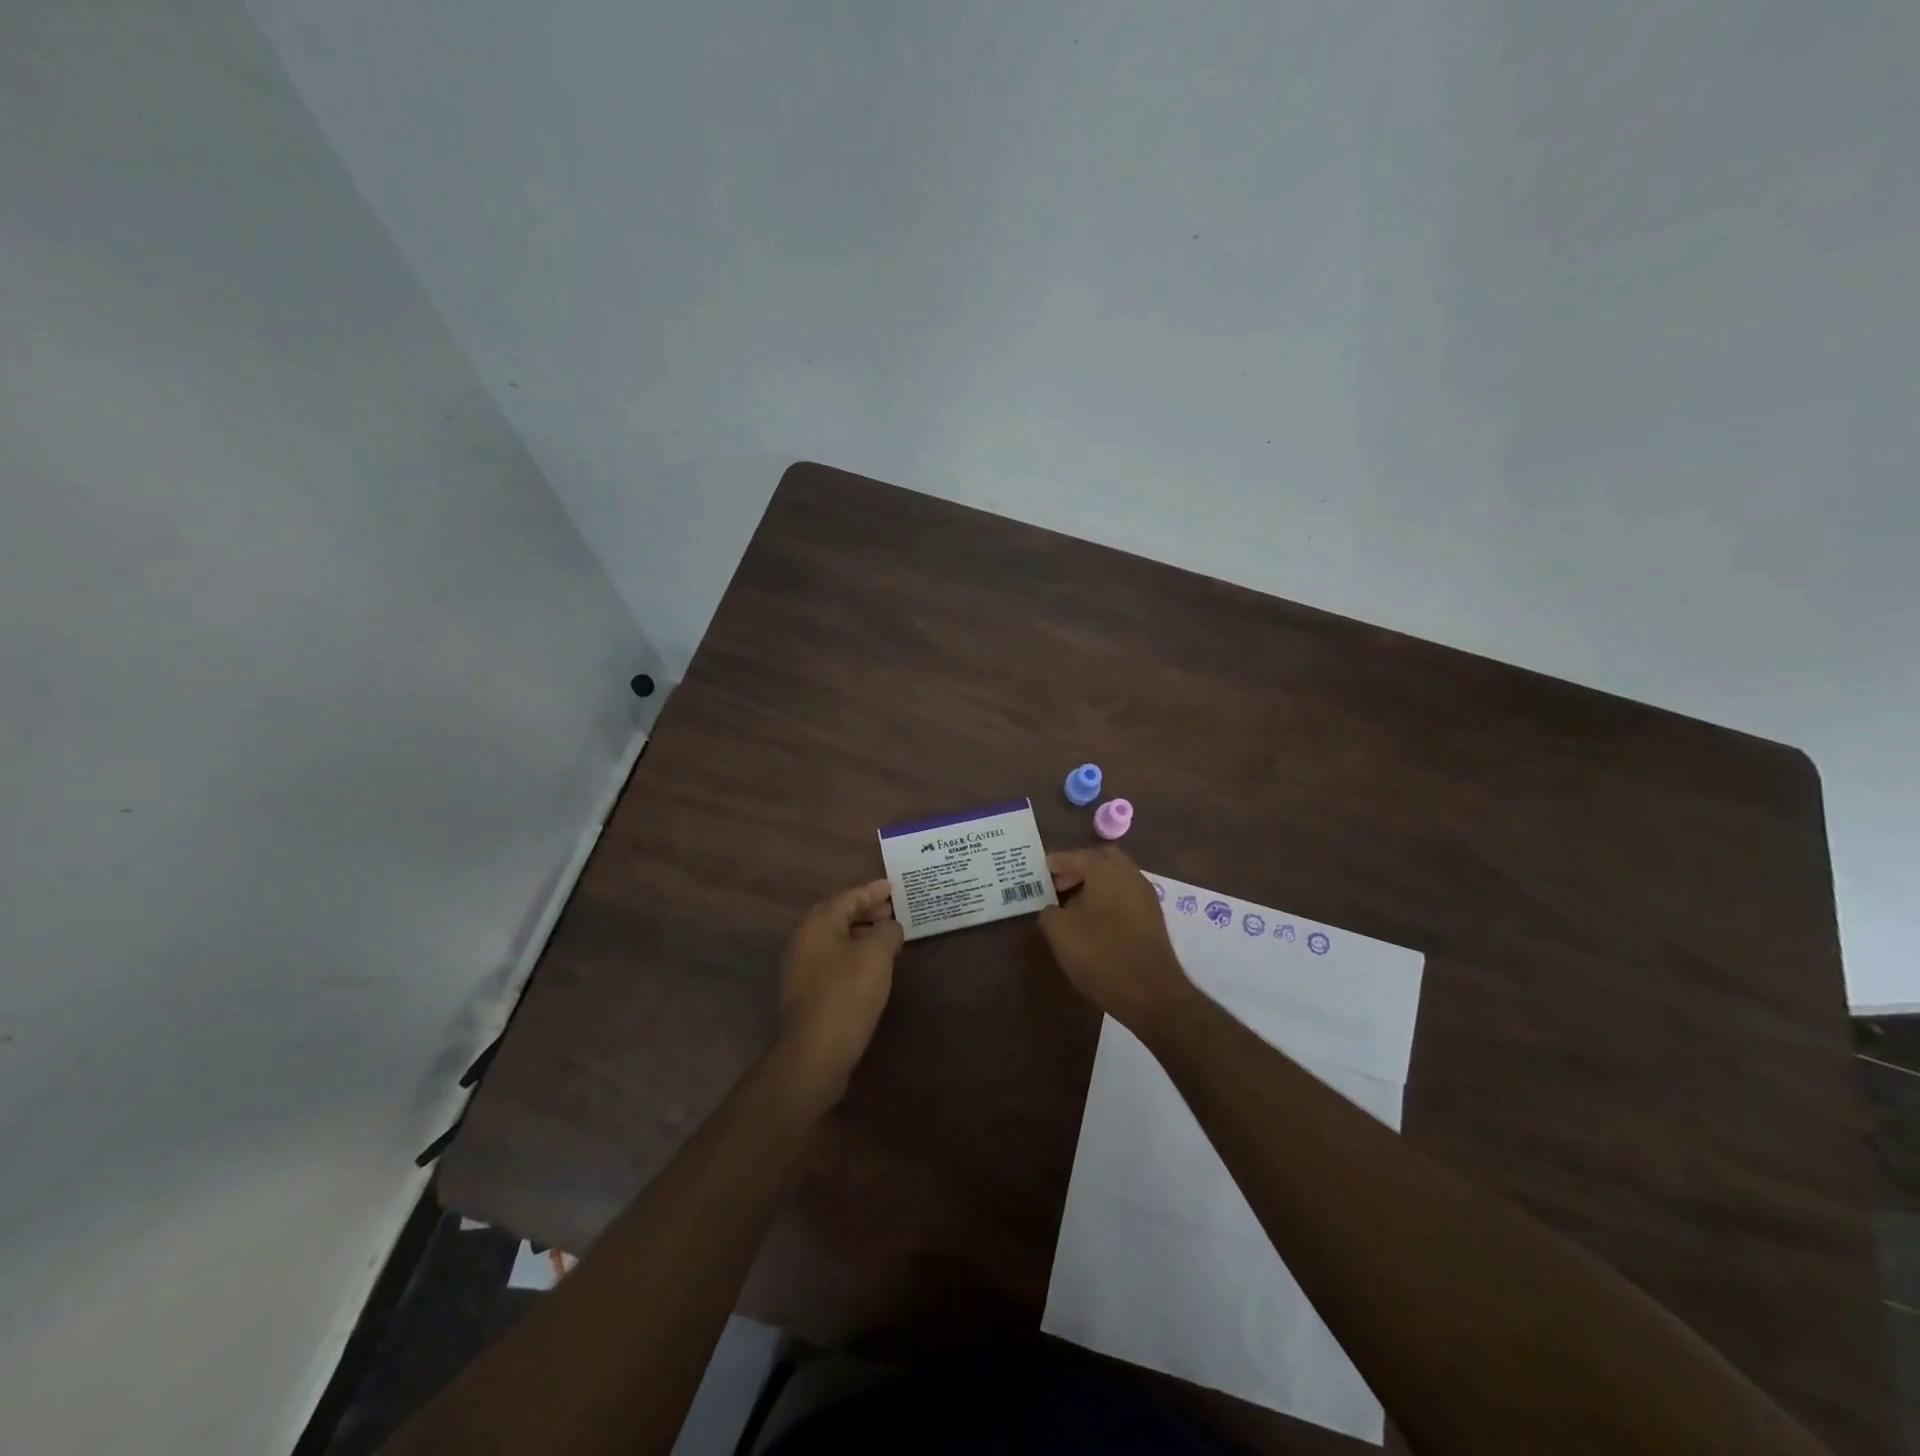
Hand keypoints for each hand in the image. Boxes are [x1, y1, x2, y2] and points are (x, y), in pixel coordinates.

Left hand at [773, 879, 903, 1102]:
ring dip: (860, 934)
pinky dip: (853, 954)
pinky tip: (872, 967)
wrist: (814, 1054)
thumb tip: (890, 926)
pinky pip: (833, 960)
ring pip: (835, 940)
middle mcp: (804, 941)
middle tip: (892, 910)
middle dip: (865, 911)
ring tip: (887, 937)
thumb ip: (887, 931)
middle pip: (837, 916)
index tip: (893, 886)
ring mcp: (802, 969)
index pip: (848, 897)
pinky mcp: (807, 993)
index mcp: (817, 925)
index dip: (872, 891)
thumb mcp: (876, 956)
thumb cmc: (846, 995)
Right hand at [1040, 847, 1197, 1033]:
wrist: (1150, 992)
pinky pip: (1125, 897)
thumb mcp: (1060, 932)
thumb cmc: (1100, 954)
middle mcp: (1130, 874)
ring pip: (1116, 878)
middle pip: (1101, 860)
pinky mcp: (1153, 918)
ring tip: (1072, 908)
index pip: (1076, 855)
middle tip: (1059, 886)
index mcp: (1106, 869)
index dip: (1056, 863)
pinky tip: (1094, 923)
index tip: (1041, 872)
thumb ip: (1049, 912)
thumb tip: (1052, 909)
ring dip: (1094, 886)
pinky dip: (1108, 900)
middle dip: (1078, 869)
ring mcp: (1145, 896)